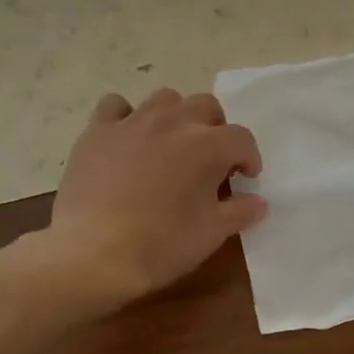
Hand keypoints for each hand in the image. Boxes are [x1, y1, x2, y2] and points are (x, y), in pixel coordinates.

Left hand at [46, 89, 264, 306]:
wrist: (94, 253)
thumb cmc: (161, 245)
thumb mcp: (211, 234)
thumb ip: (239, 212)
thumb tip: (259, 203)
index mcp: (207, 146)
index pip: (241, 138)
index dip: (249, 158)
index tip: (245, 178)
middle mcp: (173, 122)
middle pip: (205, 106)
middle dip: (215, 129)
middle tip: (209, 160)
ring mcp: (132, 122)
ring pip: (164, 99)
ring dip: (176, 116)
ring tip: (171, 145)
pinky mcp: (97, 131)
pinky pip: (116, 106)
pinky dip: (126, 117)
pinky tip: (127, 139)